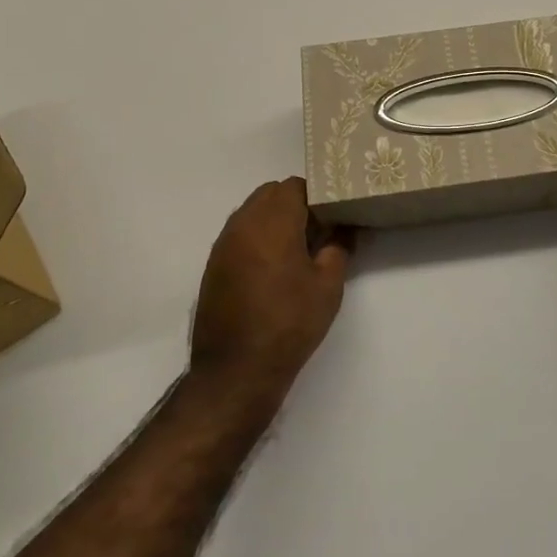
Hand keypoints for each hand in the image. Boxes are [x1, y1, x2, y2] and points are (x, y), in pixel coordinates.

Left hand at [190, 178, 354, 401]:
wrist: (236, 370)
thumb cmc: (289, 322)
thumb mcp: (328, 286)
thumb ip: (338, 249)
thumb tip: (343, 230)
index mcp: (272, 222)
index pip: (294, 186)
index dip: (317, 195)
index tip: (334, 215)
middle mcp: (242, 224)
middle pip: (270, 194)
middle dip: (295, 204)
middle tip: (319, 231)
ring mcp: (223, 245)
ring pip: (252, 213)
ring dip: (275, 221)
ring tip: (298, 251)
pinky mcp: (213, 266)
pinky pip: (239, 235)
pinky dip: (258, 239)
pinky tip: (274, 269)